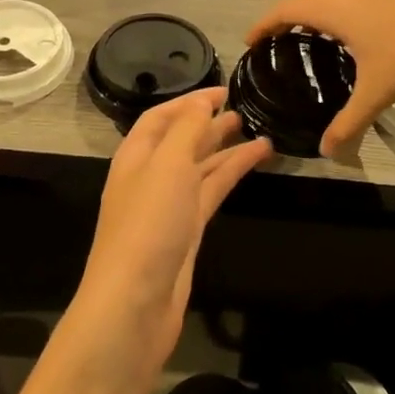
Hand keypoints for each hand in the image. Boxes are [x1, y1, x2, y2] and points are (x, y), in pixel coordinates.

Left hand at [71, 89, 269, 385]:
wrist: (134, 304)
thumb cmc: (148, 225)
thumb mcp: (167, 164)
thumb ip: (186, 128)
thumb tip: (201, 100)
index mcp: (136, 155)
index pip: (162, 117)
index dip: (190, 100)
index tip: (225, 89)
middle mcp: (150, 176)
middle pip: (181, 140)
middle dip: (209, 123)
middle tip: (246, 109)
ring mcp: (168, 206)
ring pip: (200, 167)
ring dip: (226, 148)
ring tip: (260, 132)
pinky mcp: (187, 232)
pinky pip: (211, 192)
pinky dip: (232, 174)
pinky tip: (256, 161)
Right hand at [247, 0, 394, 155]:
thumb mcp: (377, 92)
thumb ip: (350, 121)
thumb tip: (326, 151)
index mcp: (334, 10)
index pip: (286, 10)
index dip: (264, 23)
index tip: (250, 41)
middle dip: (282, 14)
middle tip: (272, 39)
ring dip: (308, 8)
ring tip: (302, 35)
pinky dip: (329, 7)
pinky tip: (344, 31)